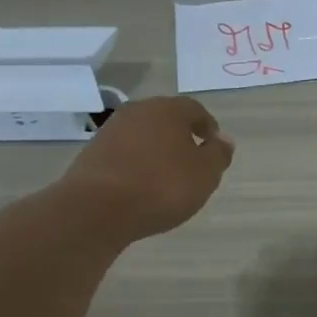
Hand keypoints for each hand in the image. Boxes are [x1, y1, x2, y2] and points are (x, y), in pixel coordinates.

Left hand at [61, 96, 234, 241]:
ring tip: (165, 176)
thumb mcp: (205, 174)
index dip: (207, 127)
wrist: (98, 208)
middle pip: (165, 119)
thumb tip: (223, 139)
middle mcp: (138, 111)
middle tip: (191, 161)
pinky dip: (136, 164)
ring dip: (156, 150)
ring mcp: (111, 130)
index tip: (213, 146)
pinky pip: (124, 153)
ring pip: (143, 135)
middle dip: (180, 136)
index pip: (194, 109)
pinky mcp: (93, 152)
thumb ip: (218, 154)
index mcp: (168, 109)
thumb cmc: (161, 187)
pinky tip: (140, 185)